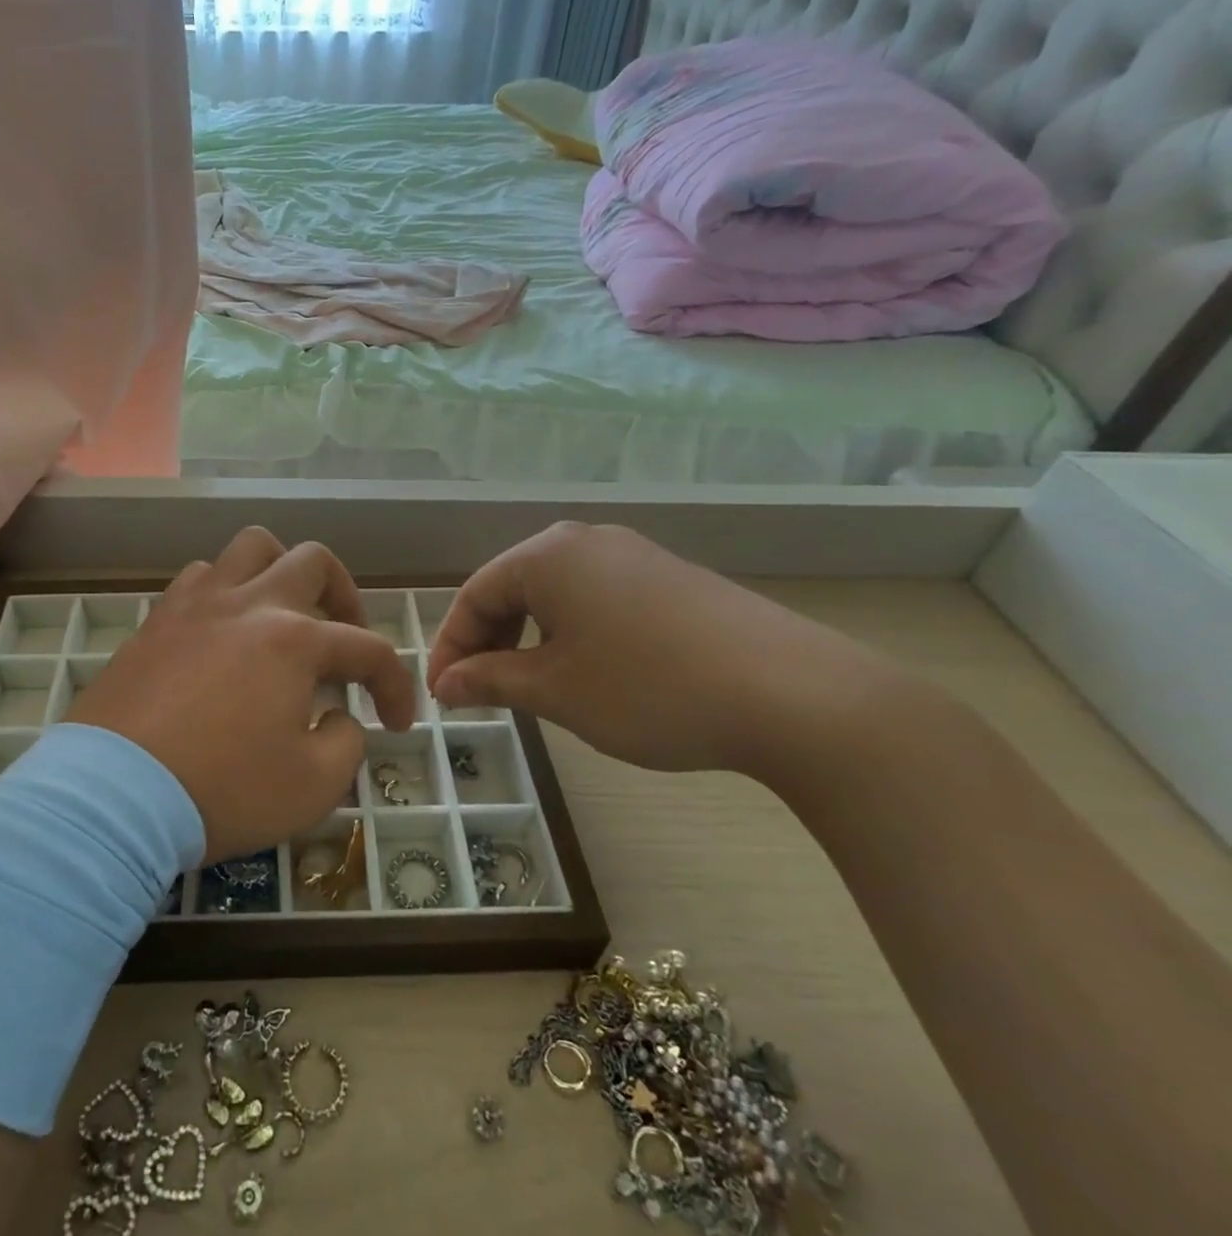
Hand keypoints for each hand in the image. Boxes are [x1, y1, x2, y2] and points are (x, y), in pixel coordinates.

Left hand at [65, 528, 415, 861]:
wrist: (112, 795)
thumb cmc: (221, 790)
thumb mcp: (311, 787)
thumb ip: (345, 742)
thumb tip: (339, 716)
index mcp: (294, 640)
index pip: (368, 649)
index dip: (395, 685)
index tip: (396, 722)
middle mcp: (248, 604)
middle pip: (312, 561)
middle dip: (344, 595)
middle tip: (344, 637)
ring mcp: (196, 605)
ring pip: (249, 549)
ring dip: (278, 574)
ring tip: (280, 617)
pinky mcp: (155, 620)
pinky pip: (199, 579)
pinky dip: (224, 592)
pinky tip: (222, 632)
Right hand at [425, 523, 907, 776]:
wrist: (794, 694)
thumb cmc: (648, 688)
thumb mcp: (555, 690)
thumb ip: (489, 680)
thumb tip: (443, 685)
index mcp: (547, 555)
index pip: (474, 595)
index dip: (449, 647)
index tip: (441, 695)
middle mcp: (586, 540)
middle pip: (513, 588)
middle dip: (488, 642)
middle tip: (479, 693)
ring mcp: (635, 555)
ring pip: (556, 595)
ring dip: (529, 639)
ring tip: (530, 687)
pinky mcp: (671, 579)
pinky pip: (598, 600)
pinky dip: (573, 634)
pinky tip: (588, 673)